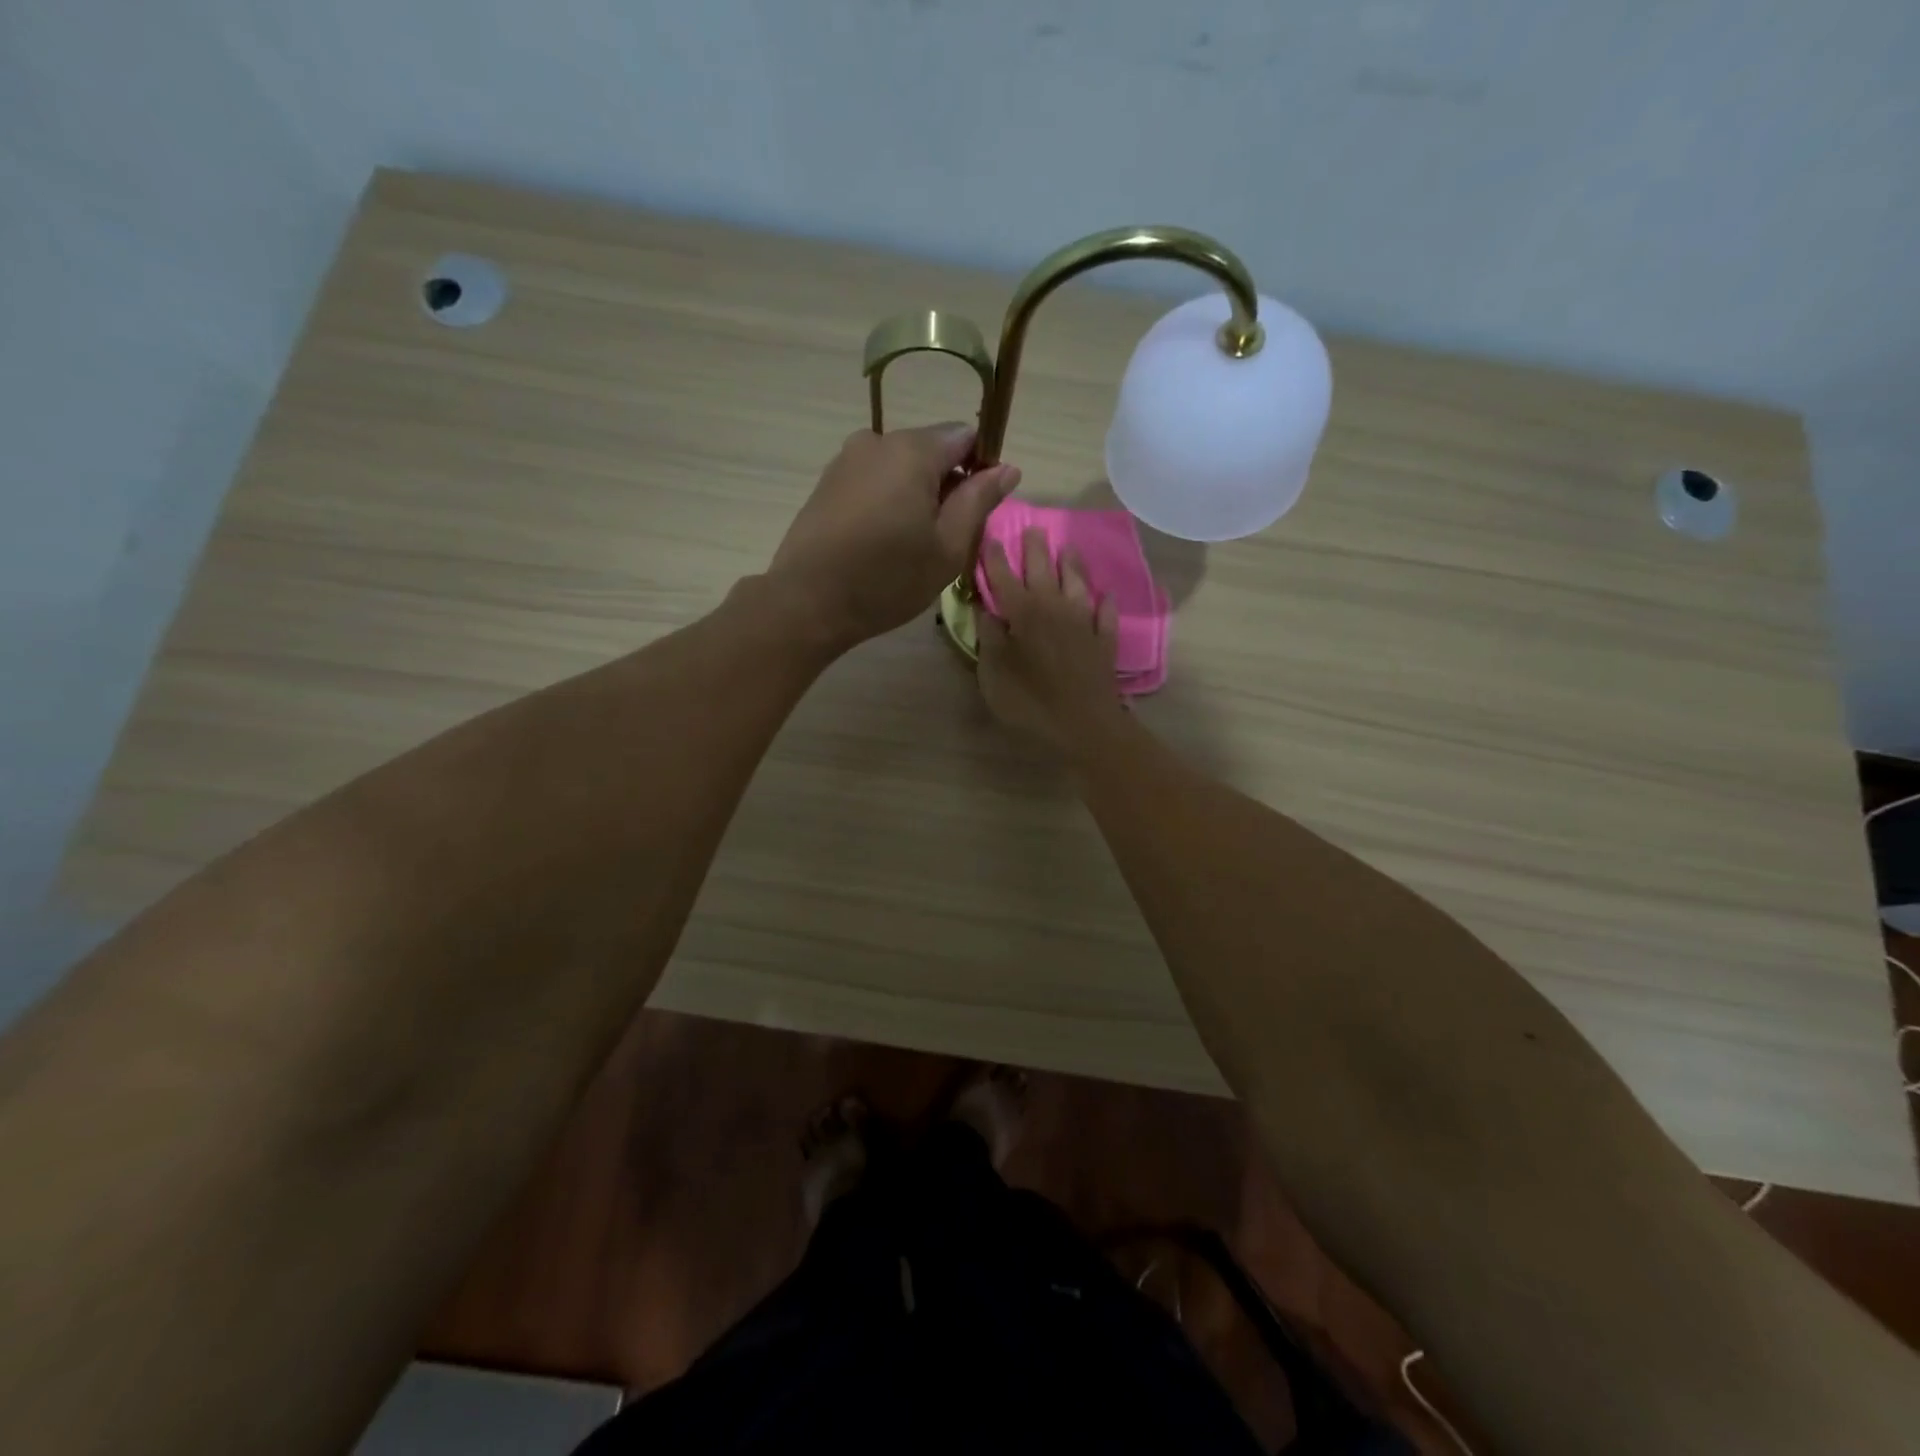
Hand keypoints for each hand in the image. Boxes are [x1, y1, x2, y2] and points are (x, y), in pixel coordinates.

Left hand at [767, 423, 1019, 648]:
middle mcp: (877, 441)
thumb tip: (1007, 468)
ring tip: (911, 546)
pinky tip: (882, 543)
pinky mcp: (827, 483)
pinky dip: (887, 502)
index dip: (980, 469)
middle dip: (946, 485)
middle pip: (930, 450)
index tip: (976, 511)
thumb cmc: (887, 578)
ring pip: (900, 468)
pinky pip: (873, 481)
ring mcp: (846, 460)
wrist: (808, 602)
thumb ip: (979, 501)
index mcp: (913, 450)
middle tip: (945, 539)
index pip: (965, 437)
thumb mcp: (947, 547)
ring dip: (916, 496)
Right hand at [977, 528, 1123, 750]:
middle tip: (1032, 529)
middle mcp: (1054, 609)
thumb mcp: (993, 674)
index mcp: (1022, 614)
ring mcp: (1083, 624)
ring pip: (1077, 585)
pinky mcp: (1104, 643)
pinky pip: (1105, 616)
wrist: (1083, 725)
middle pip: (1043, 571)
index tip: (990, 537)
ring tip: (1068, 548)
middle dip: (1035, 549)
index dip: (995, 558)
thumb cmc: (1029, 702)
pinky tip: (1106, 597)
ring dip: (1072, 565)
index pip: (1004, 577)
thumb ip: (990, 639)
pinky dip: (1105, 604)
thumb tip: (986, 611)